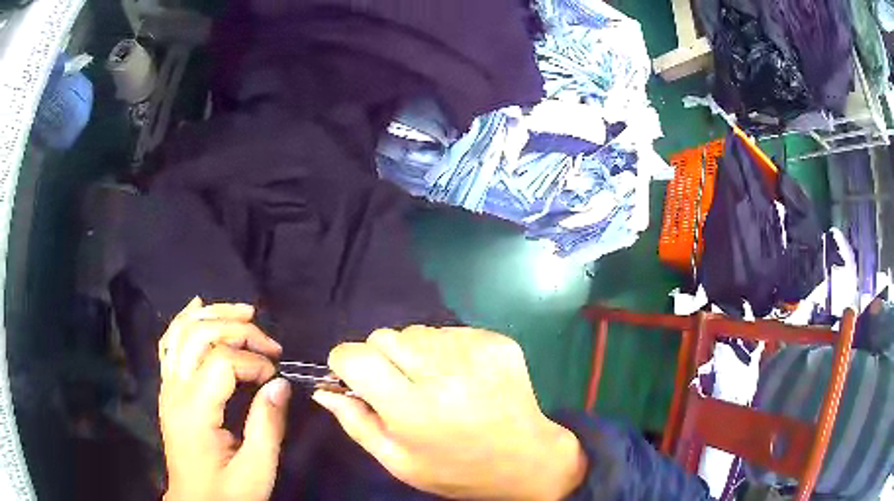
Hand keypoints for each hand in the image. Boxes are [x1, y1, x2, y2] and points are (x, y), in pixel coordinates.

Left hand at [159, 298, 291, 500]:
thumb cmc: (228, 493)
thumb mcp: (257, 471)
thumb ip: (267, 427)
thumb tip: (281, 384)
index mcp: (195, 412)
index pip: (221, 363)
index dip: (253, 362)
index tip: (276, 377)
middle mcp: (175, 391)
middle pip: (199, 336)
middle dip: (237, 330)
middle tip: (269, 343)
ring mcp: (167, 386)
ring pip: (181, 331)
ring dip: (213, 315)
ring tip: (244, 312)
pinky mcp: (169, 388)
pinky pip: (170, 343)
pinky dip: (184, 320)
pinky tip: (199, 306)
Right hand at [313, 326, 586, 499]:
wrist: (527, 461)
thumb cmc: (456, 471)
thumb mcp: (397, 461)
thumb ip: (356, 423)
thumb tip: (324, 390)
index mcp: (413, 409)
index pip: (355, 356)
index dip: (344, 363)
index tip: (353, 377)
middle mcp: (443, 373)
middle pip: (384, 337)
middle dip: (380, 358)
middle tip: (399, 387)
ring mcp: (475, 352)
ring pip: (416, 331)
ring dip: (413, 353)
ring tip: (434, 384)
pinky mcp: (497, 341)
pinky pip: (449, 331)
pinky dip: (445, 350)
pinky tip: (461, 378)